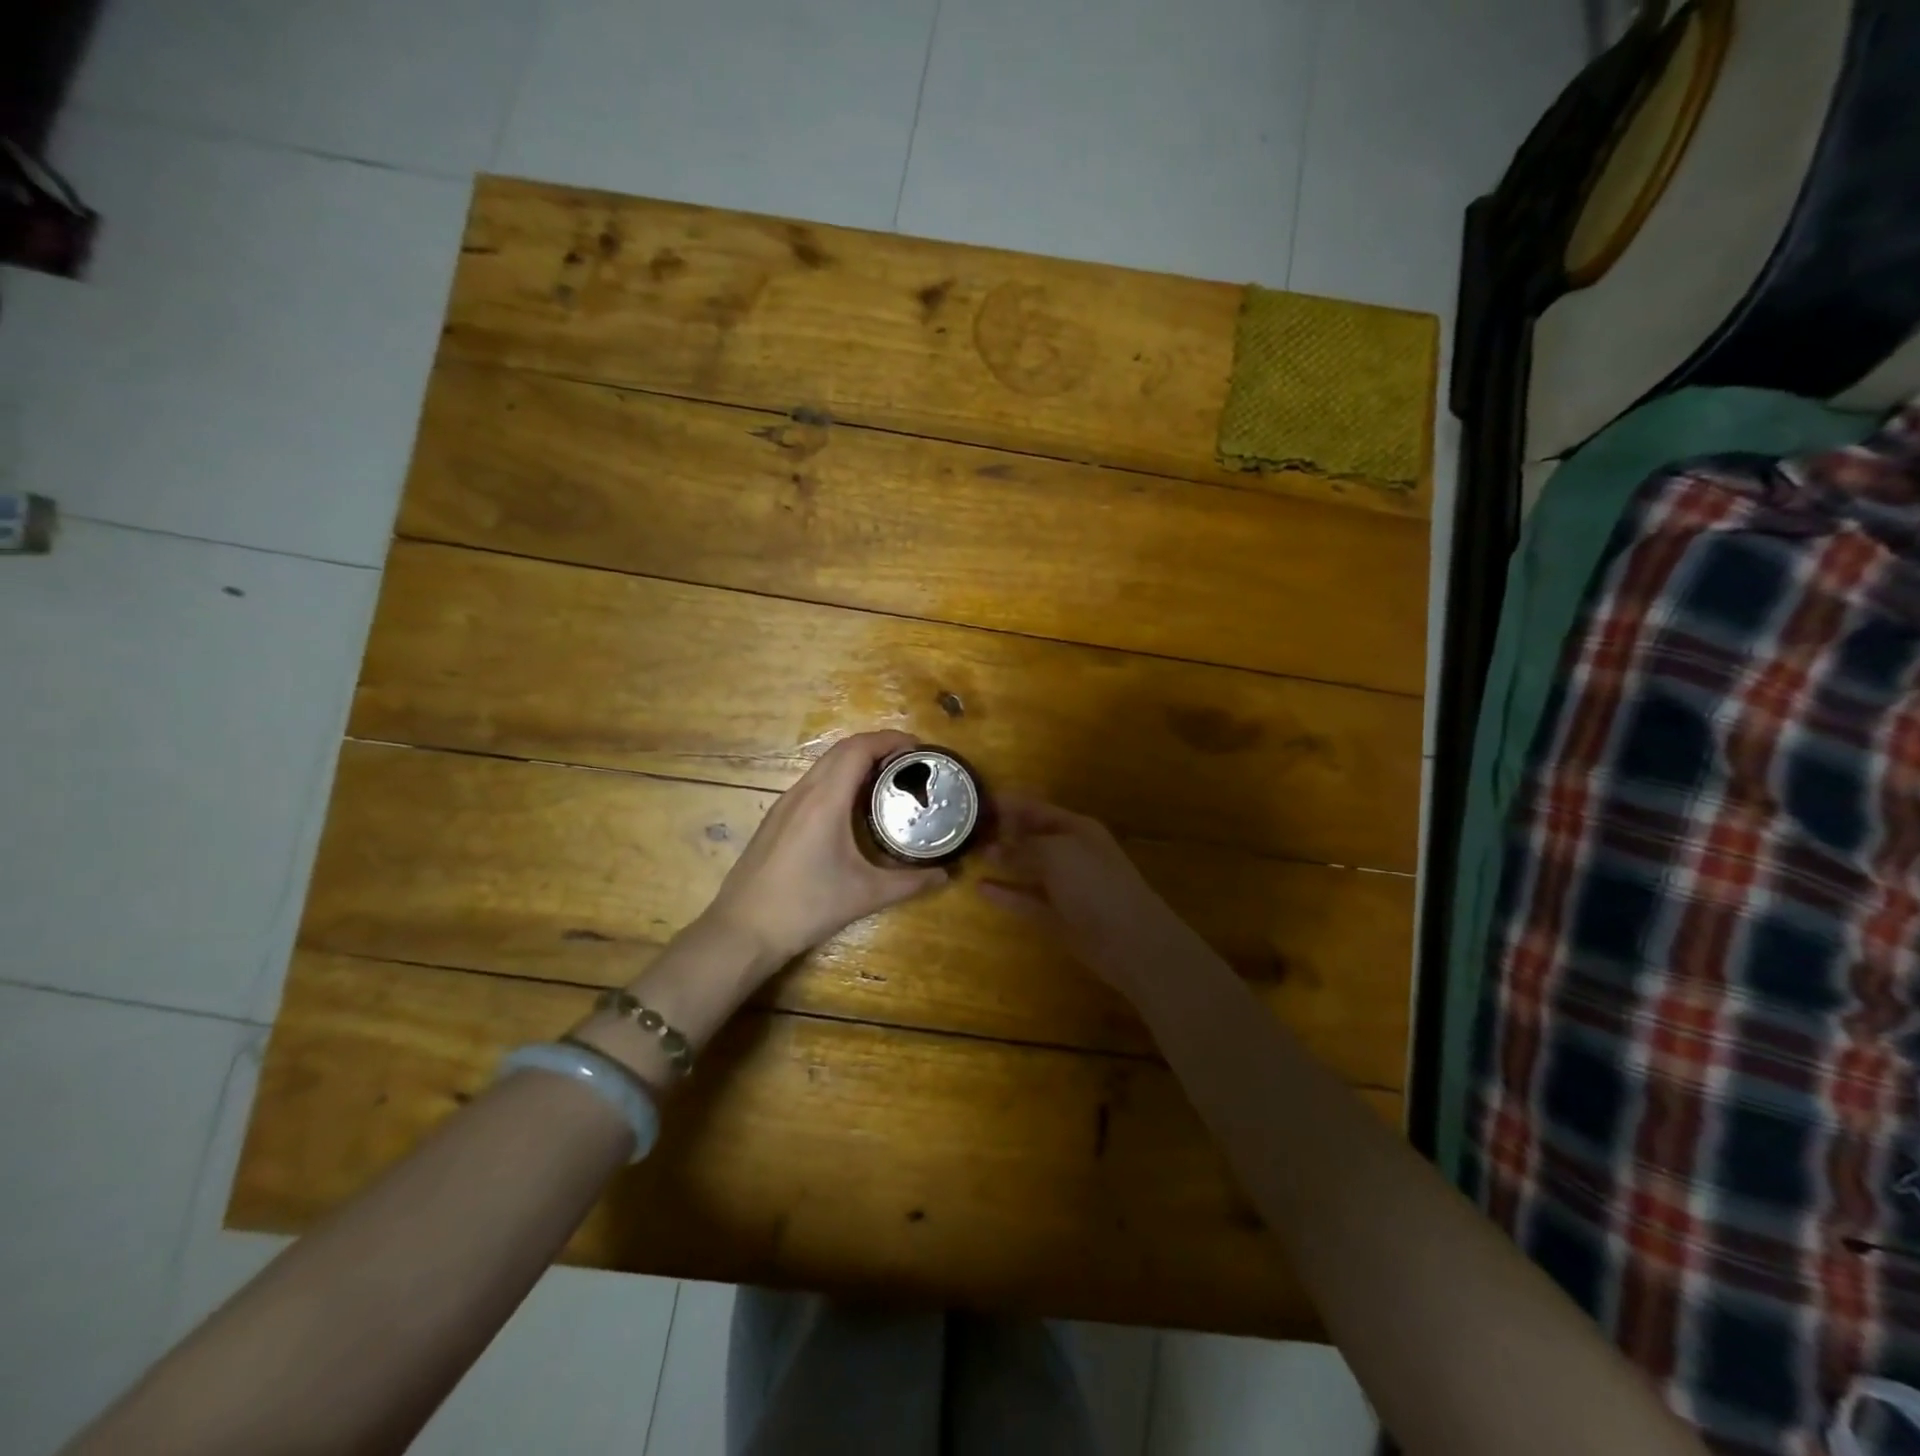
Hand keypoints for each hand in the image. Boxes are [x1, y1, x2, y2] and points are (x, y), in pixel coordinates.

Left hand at [707, 730, 948, 964]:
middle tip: (909, 764)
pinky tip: (853, 808)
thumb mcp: (864, 895)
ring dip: (856, 762)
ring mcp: (785, 804)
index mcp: (825, 800)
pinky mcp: (777, 819)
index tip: (919, 749)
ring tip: (887, 781)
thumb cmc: (805, 907)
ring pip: (824, 765)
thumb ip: (909, 882)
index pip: (859, 749)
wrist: (743, 930)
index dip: (890, 740)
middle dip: (878, 746)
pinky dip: (839, 779)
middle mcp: (803, 792)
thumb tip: (945, 874)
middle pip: (842, 750)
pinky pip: (813, 783)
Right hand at [978, 797, 1188, 991]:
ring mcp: (1065, 886)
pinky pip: (1026, 899)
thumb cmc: (1094, 884)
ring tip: (970, 854)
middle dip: (1004, 832)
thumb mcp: (1056, 853)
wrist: (1130, 940)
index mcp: (1077, 829)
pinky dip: (1005, 893)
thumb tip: (994, 848)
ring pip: (1028, 868)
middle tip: (966, 829)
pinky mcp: (1057, 916)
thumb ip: (1023, 848)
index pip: (1038, 809)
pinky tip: (979, 887)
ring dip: (1002, 862)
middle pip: (1033, 837)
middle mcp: (1071, 853)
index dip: (1010, 804)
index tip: (978, 802)